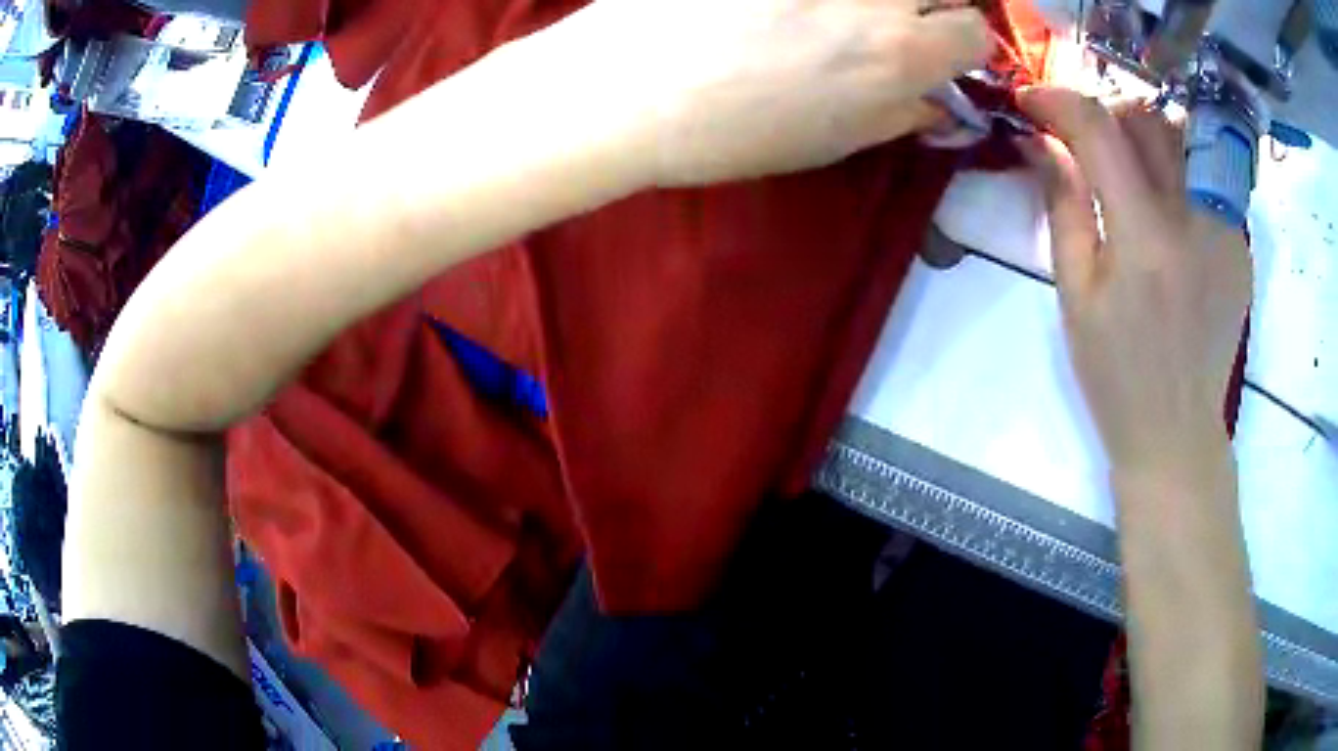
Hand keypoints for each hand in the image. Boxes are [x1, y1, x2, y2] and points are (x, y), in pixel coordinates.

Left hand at [554, 0, 993, 186]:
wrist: (623, 86)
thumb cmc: (728, 132)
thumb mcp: (831, 142)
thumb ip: (899, 115)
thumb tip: (937, 103)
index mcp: (901, 53)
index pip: (977, 32)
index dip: (961, 42)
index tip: (938, 48)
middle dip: (933, 3)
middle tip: (892, 18)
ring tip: (833, 17)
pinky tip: (788, 10)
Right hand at [1017, 87, 1252, 482]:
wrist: (1177, 432)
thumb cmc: (1116, 374)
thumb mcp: (1075, 295)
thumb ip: (1063, 206)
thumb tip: (1041, 143)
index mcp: (1143, 239)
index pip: (1099, 129)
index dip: (1058, 100)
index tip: (1032, 101)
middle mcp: (1191, 221)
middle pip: (1146, 117)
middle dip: (1104, 111)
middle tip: (1083, 136)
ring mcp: (1223, 230)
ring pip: (1181, 138)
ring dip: (1144, 135)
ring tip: (1128, 165)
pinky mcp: (1239, 243)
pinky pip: (1205, 177)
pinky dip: (1178, 172)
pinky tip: (1168, 209)